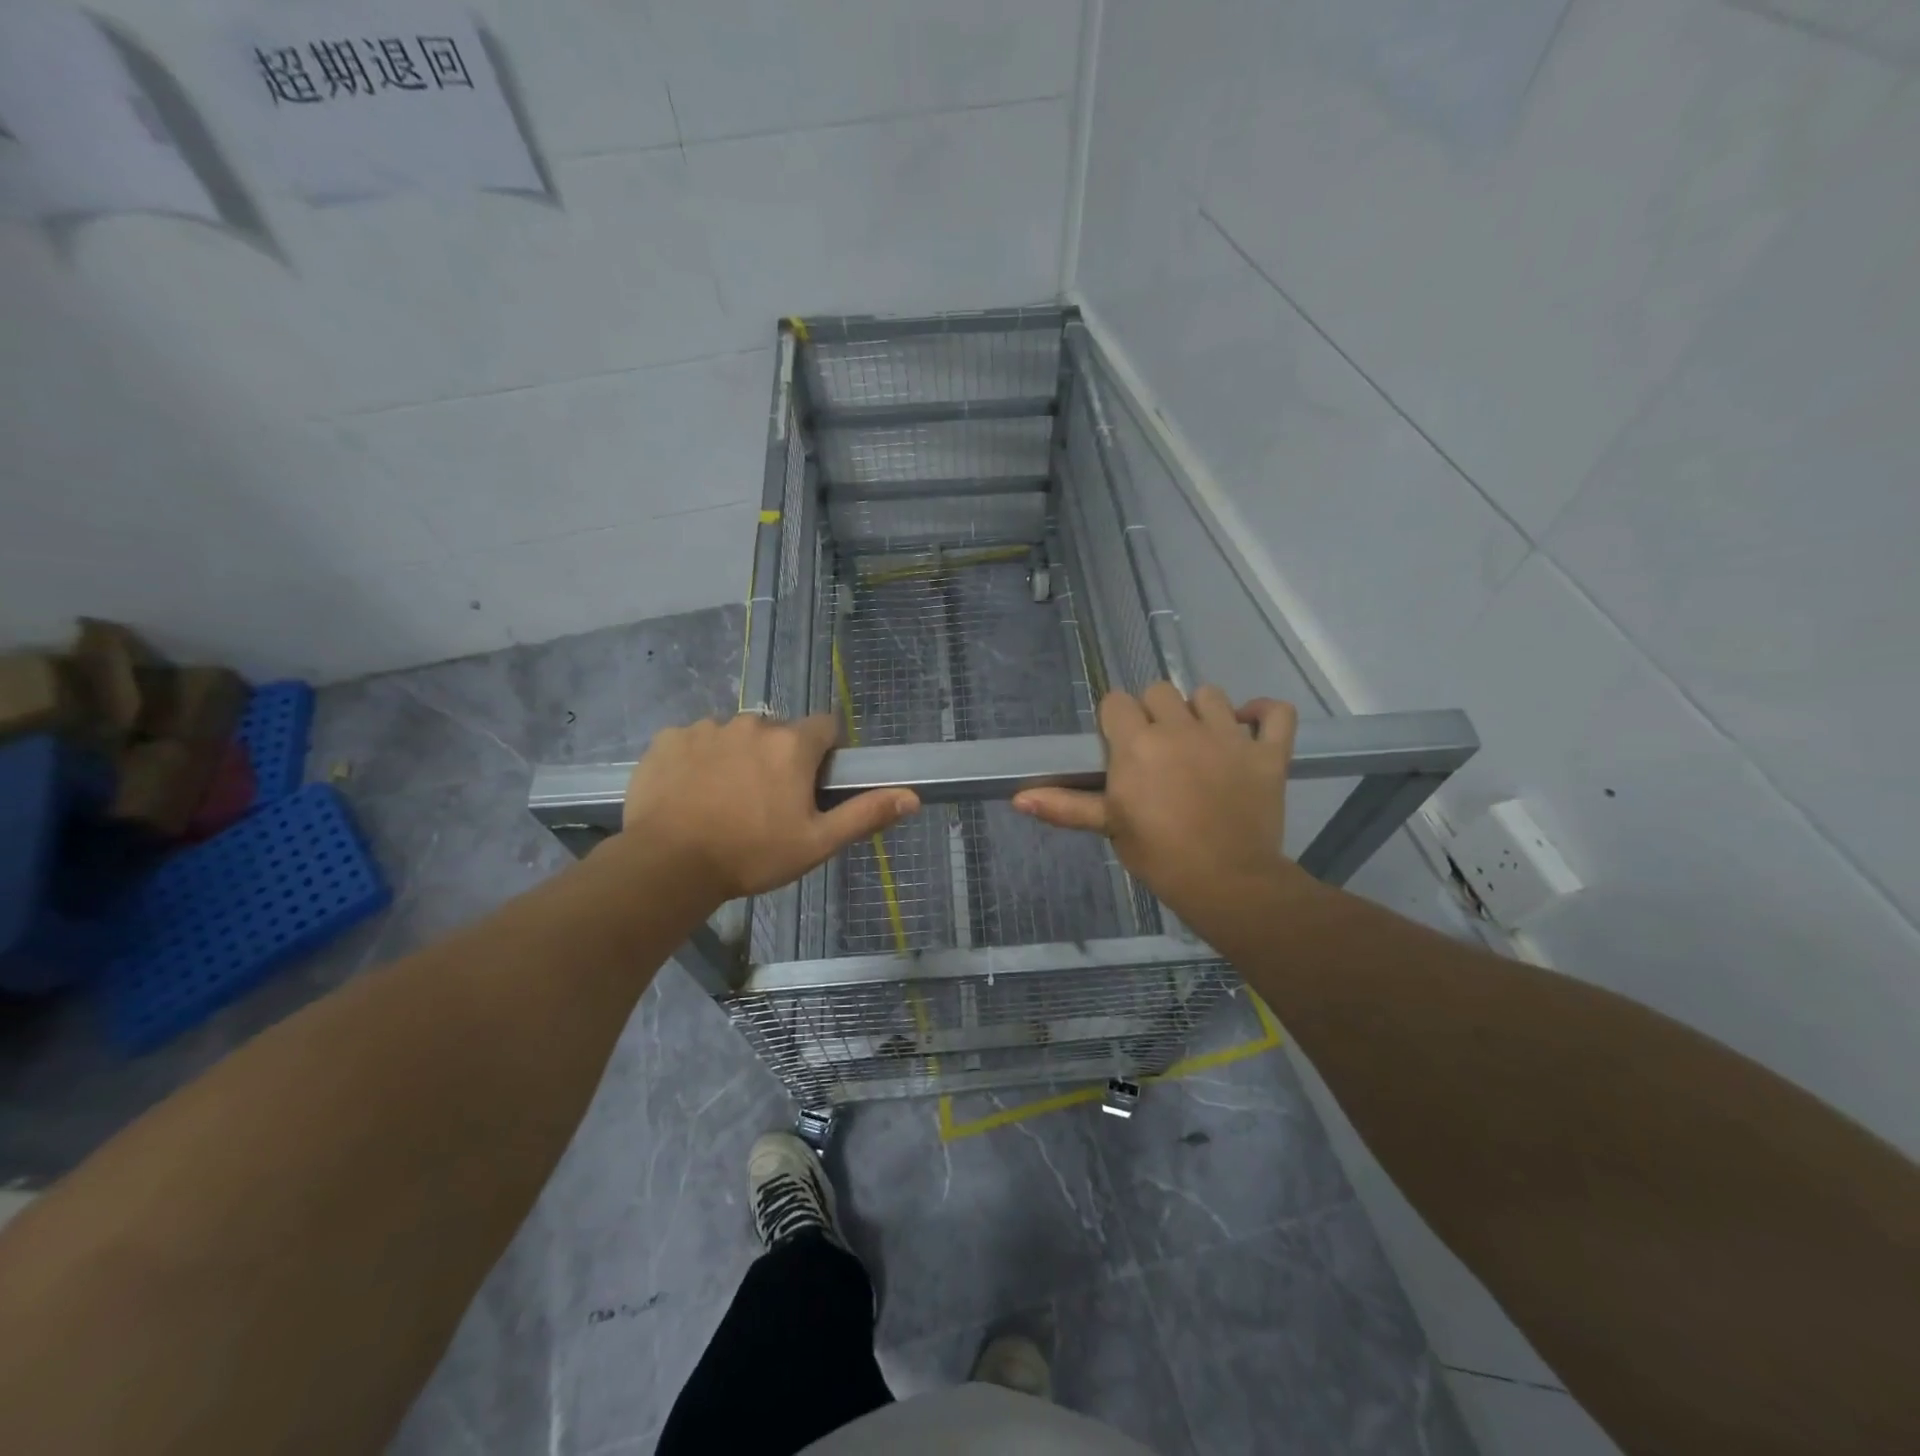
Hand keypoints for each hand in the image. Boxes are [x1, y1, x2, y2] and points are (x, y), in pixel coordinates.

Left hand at [622, 713, 918, 902]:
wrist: (667, 865)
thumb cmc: (751, 854)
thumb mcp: (817, 842)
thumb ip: (865, 814)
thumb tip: (913, 797)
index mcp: (791, 744)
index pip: (824, 727)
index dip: (825, 752)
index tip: (813, 783)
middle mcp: (752, 723)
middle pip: (777, 732)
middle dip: (778, 758)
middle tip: (767, 802)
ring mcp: (705, 728)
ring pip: (734, 736)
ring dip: (737, 758)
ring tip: (724, 801)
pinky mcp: (668, 740)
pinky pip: (693, 742)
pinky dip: (697, 761)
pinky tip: (690, 794)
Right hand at [1013, 683, 1303, 939]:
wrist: (1227, 883)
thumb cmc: (1159, 856)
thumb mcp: (1110, 827)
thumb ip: (1065, 805)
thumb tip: (1018, 798)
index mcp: (1138, 744)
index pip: (1116, 702)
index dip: (1116, 721)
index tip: (1119, 747)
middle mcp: (1180, 728)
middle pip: (1160, 690)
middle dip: (1154, 713)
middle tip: (1157, 749)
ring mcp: (1229, 736)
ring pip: (1210, 694)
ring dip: (1201, 711)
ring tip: (1199, 740)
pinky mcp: (1267, 752)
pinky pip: (1275, 712)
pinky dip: (1264, 713)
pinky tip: (1250, 725)